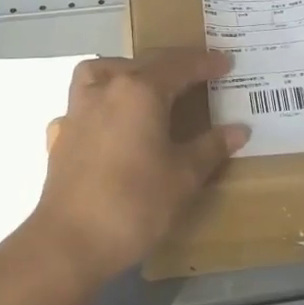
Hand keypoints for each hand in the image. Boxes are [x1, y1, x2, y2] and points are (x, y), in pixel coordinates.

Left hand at [29, 49, 247, 282]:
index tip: (227, 63)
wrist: (69, 242)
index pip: (180, 65)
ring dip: (135, 69)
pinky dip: (106, 91)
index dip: (206, 63)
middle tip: (201, 71)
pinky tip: (115, 114)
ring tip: (152, 84)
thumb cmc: (134, 204)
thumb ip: (211, 147)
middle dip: (177, 64)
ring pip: (110, 70)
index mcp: (141, 90)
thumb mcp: (183, 177)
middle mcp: (108, 87)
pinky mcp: (65, 129)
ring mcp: (81, 106)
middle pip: (147, 62)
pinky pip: (89, 93)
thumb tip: (239, 129)